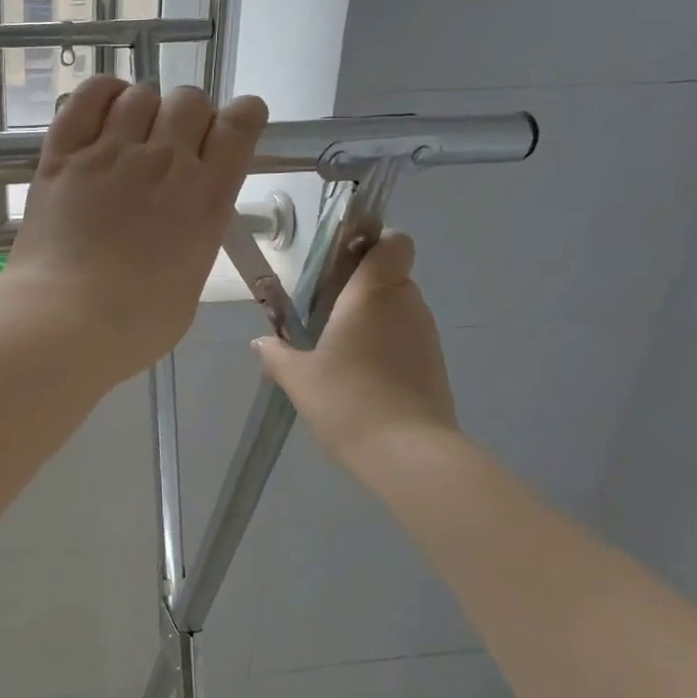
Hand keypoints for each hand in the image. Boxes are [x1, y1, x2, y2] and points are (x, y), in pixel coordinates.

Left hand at [0, 76, 267, 379]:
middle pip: (190, 100)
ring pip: (141, 95)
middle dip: (187, 117)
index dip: (240, 118)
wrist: (64, 322)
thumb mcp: (189, 284)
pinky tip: (103, 111)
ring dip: (143, 109)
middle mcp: (165, 163)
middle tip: (169, 147)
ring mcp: (110, 154)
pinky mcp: (63, 154)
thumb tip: (180, 223)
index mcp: (206, 198)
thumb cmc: (134, 325)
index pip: (241, 124)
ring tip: (129, 136)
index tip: (228, 131)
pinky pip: (87, 97)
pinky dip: (101, 94)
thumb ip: (193, 238)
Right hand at [252, 231, 460, 474]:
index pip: (393, 243)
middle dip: (362, 288)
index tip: (343, 263)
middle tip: (325, 314)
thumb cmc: (347, 400)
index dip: (374, 243)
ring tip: (339, 352)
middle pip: (390, 276)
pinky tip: (361, 378)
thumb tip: (261, 342)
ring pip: (399, 309)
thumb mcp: (298, 378)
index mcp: (372, 294)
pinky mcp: (435, 366)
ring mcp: (426, 336)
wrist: (408, 454)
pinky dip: (387, 347)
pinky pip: (407, 339)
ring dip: (373, 320)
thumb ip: (277, 354)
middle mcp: (406, 305)